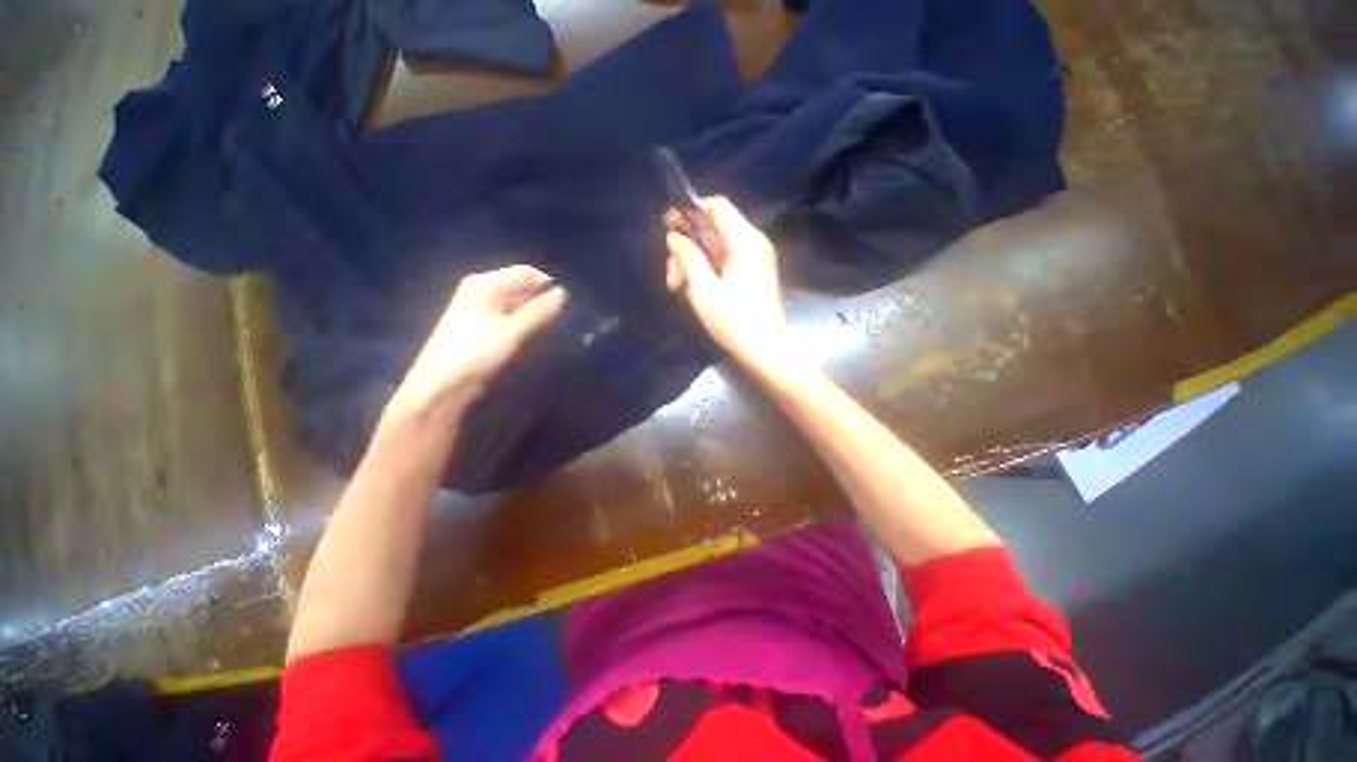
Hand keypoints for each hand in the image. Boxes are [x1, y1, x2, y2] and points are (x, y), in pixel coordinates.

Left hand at [392, 265, 567, 416]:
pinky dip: (525, 323)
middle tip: (564, 318)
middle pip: (522, 287)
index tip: (569, 304)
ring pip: (518, 303)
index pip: (527, 273)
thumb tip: (564, 293)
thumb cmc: (476, 353)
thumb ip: (540, 311)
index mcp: (485, 283)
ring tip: (553, 329)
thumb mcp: (513, 331)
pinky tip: (534, 336)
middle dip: (543, 300)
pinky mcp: (482, 328)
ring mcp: (480, 309)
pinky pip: (511, 317)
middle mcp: (482, 290)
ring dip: (536, 313)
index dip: (549, 286)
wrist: (442, 386)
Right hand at [665, 196, 787, 365]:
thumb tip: (674, 236)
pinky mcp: (754, 274)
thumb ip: (688, 258)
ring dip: (694, 262)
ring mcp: (756, 260)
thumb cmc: (734, 322)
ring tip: (677, 287)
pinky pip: (726, 261)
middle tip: (671, 275)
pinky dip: (708, 270)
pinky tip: (693, 289)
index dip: (691, 210)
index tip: (669, 225)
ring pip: (717, 248)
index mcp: (746, 241)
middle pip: (714, 229)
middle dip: (688, 247)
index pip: (717, 207)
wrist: (766, 351)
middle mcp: (754, 243)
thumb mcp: (704, 290)